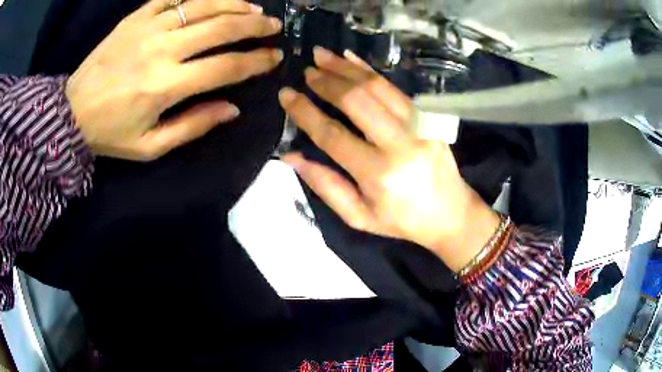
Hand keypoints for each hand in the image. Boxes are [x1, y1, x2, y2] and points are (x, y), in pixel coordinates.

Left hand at [66, 0, 281, 160]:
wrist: (71, 112)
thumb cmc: (110, 133)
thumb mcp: (150, 146)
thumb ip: (192, 127)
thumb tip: (232, 109)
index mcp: (165, 86)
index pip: (225, 67)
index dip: (256, 61)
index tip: (275, 57)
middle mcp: (161, 50)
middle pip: (220, 28)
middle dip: (254, 25)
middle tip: (273, 25)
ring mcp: (148, 27)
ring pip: (202, 5)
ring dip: (234, 3)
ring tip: (253, 7)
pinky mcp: (136, 17)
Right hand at [278, 47, 498, 271]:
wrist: (451, 214)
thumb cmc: (403, 221)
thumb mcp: (359, 217)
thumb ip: (325, 186)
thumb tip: (291, 156)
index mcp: (378, 174)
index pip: (332, 135)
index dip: (305, 112)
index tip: (286, 95)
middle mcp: (399, 145)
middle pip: (356, 101)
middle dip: (327, 82)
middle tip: (307, 71)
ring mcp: (418, 127)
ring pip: (377, 87)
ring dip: (346, 68)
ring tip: (323, 55)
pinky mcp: (429, 118)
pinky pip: (395, 88)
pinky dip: (371, 71)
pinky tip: (353, 59)